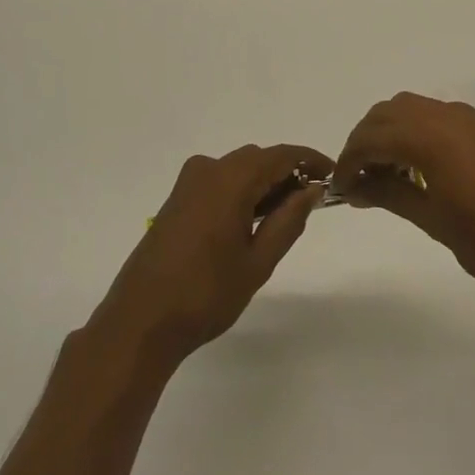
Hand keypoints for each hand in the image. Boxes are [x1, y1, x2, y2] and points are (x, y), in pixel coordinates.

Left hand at [93, 144, 333, 367]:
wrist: (142, 318)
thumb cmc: (206, 293)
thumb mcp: (258, 261)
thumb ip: (288, 220)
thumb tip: (312, 190)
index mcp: (230, 179)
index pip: (280, 155)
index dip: (309, 160)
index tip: (333, 175)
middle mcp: (208, 169)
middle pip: (257, 159)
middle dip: (287, 173)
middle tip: (311, 202)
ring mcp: (188, 183)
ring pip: (237, 169)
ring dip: (263, 183)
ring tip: (285, 215)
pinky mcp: (177, 198)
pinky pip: (219, 181)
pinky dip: (241, 191)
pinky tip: (252, 220)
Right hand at [333, 93, 474, 308]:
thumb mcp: (432, 220)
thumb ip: (389, 194)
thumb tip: (354, 187)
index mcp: (429, 138)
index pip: (372, 137)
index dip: (349, 160)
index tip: (339, 186)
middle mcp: (444, 116)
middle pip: (386, 114)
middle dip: (364, 140)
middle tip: (356, 178)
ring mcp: (465, 119)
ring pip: (408, 109)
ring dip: (386, 132)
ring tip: (381, 172)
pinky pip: (431, 115)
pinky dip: (411, 130)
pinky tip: (412, 166)